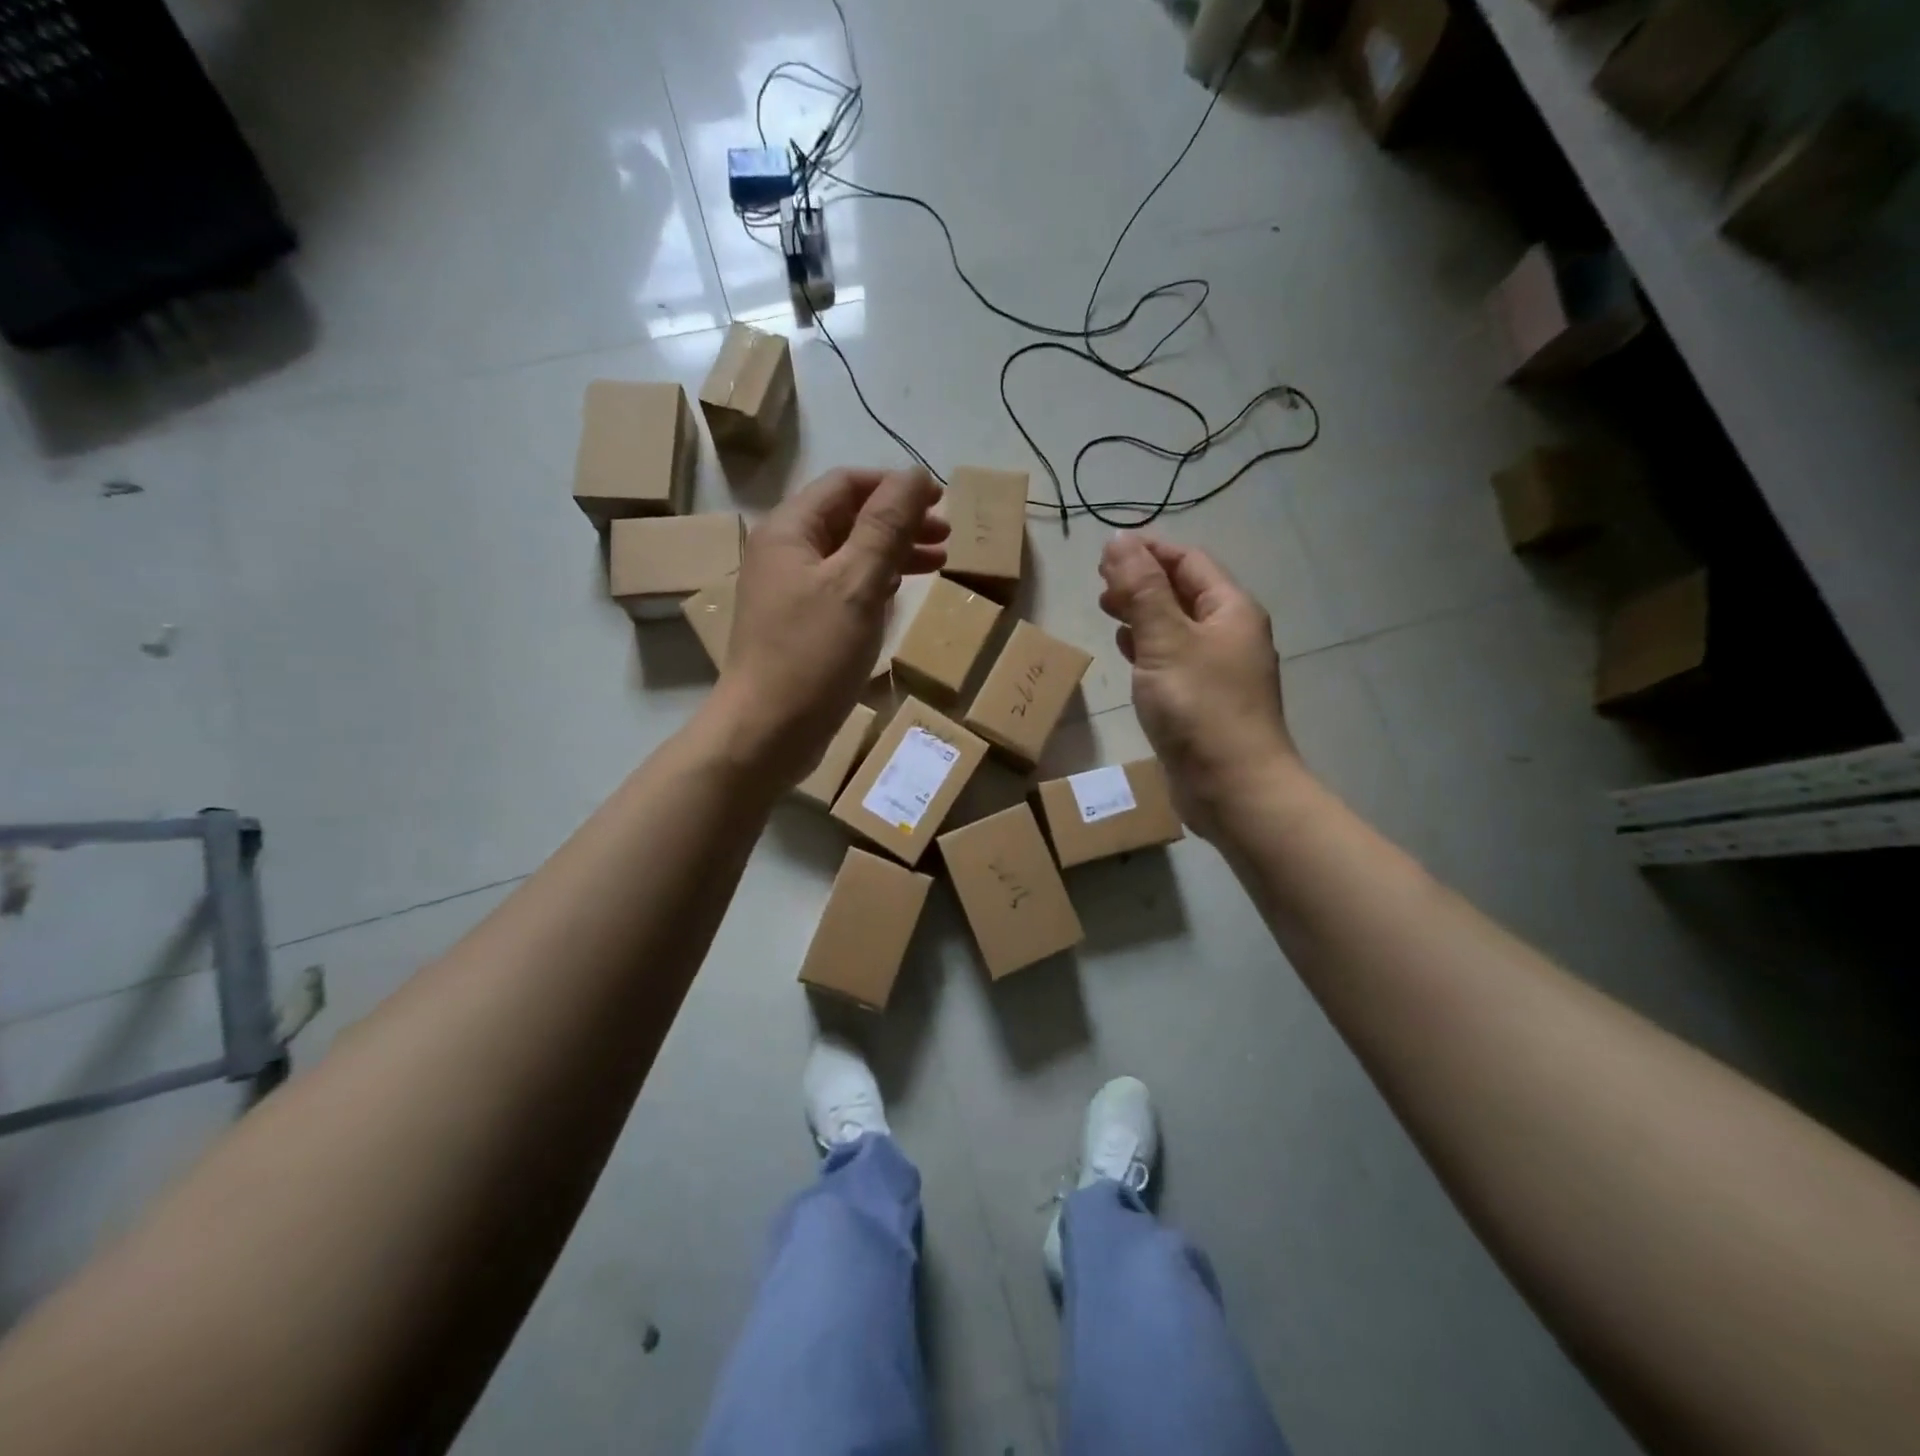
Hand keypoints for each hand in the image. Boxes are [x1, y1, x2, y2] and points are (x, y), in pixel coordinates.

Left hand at [711, 467, 946, 785]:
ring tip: (937, 563)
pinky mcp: (800, 625)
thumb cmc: (812, 655)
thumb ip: (886, 526)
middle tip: (946, 537)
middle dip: (899, 521)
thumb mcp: (856, 584)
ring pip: (848, 555)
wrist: (766, 732)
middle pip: (848, 518)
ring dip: (892, 553)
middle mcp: (785, 553)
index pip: (846, 484)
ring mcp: (790, 591)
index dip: (894, 486)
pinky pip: (843, 589)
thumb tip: (915, 475)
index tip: (940, 500)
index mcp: (790, 531)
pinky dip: (875, 584)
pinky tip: (899, 595)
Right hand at [1098, 533, 1301, 839]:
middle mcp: (1230, 634)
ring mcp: (1219, 669)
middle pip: (1184, 592)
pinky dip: (1149, 648)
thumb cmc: (1200, 707)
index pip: (1189, 562)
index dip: (1149, 551)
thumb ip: (1141, 590)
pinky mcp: (1204, 700)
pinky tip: (1128, 652)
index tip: (1105, 552)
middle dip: (1142, 581)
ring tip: (1107, 610)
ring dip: (1143, 613)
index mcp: (1230, 610)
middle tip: (1100, 583)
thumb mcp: (1165, 640)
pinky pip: (1174, 659)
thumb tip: (1120, 540)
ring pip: (1177, 626)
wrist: (1233, 787)